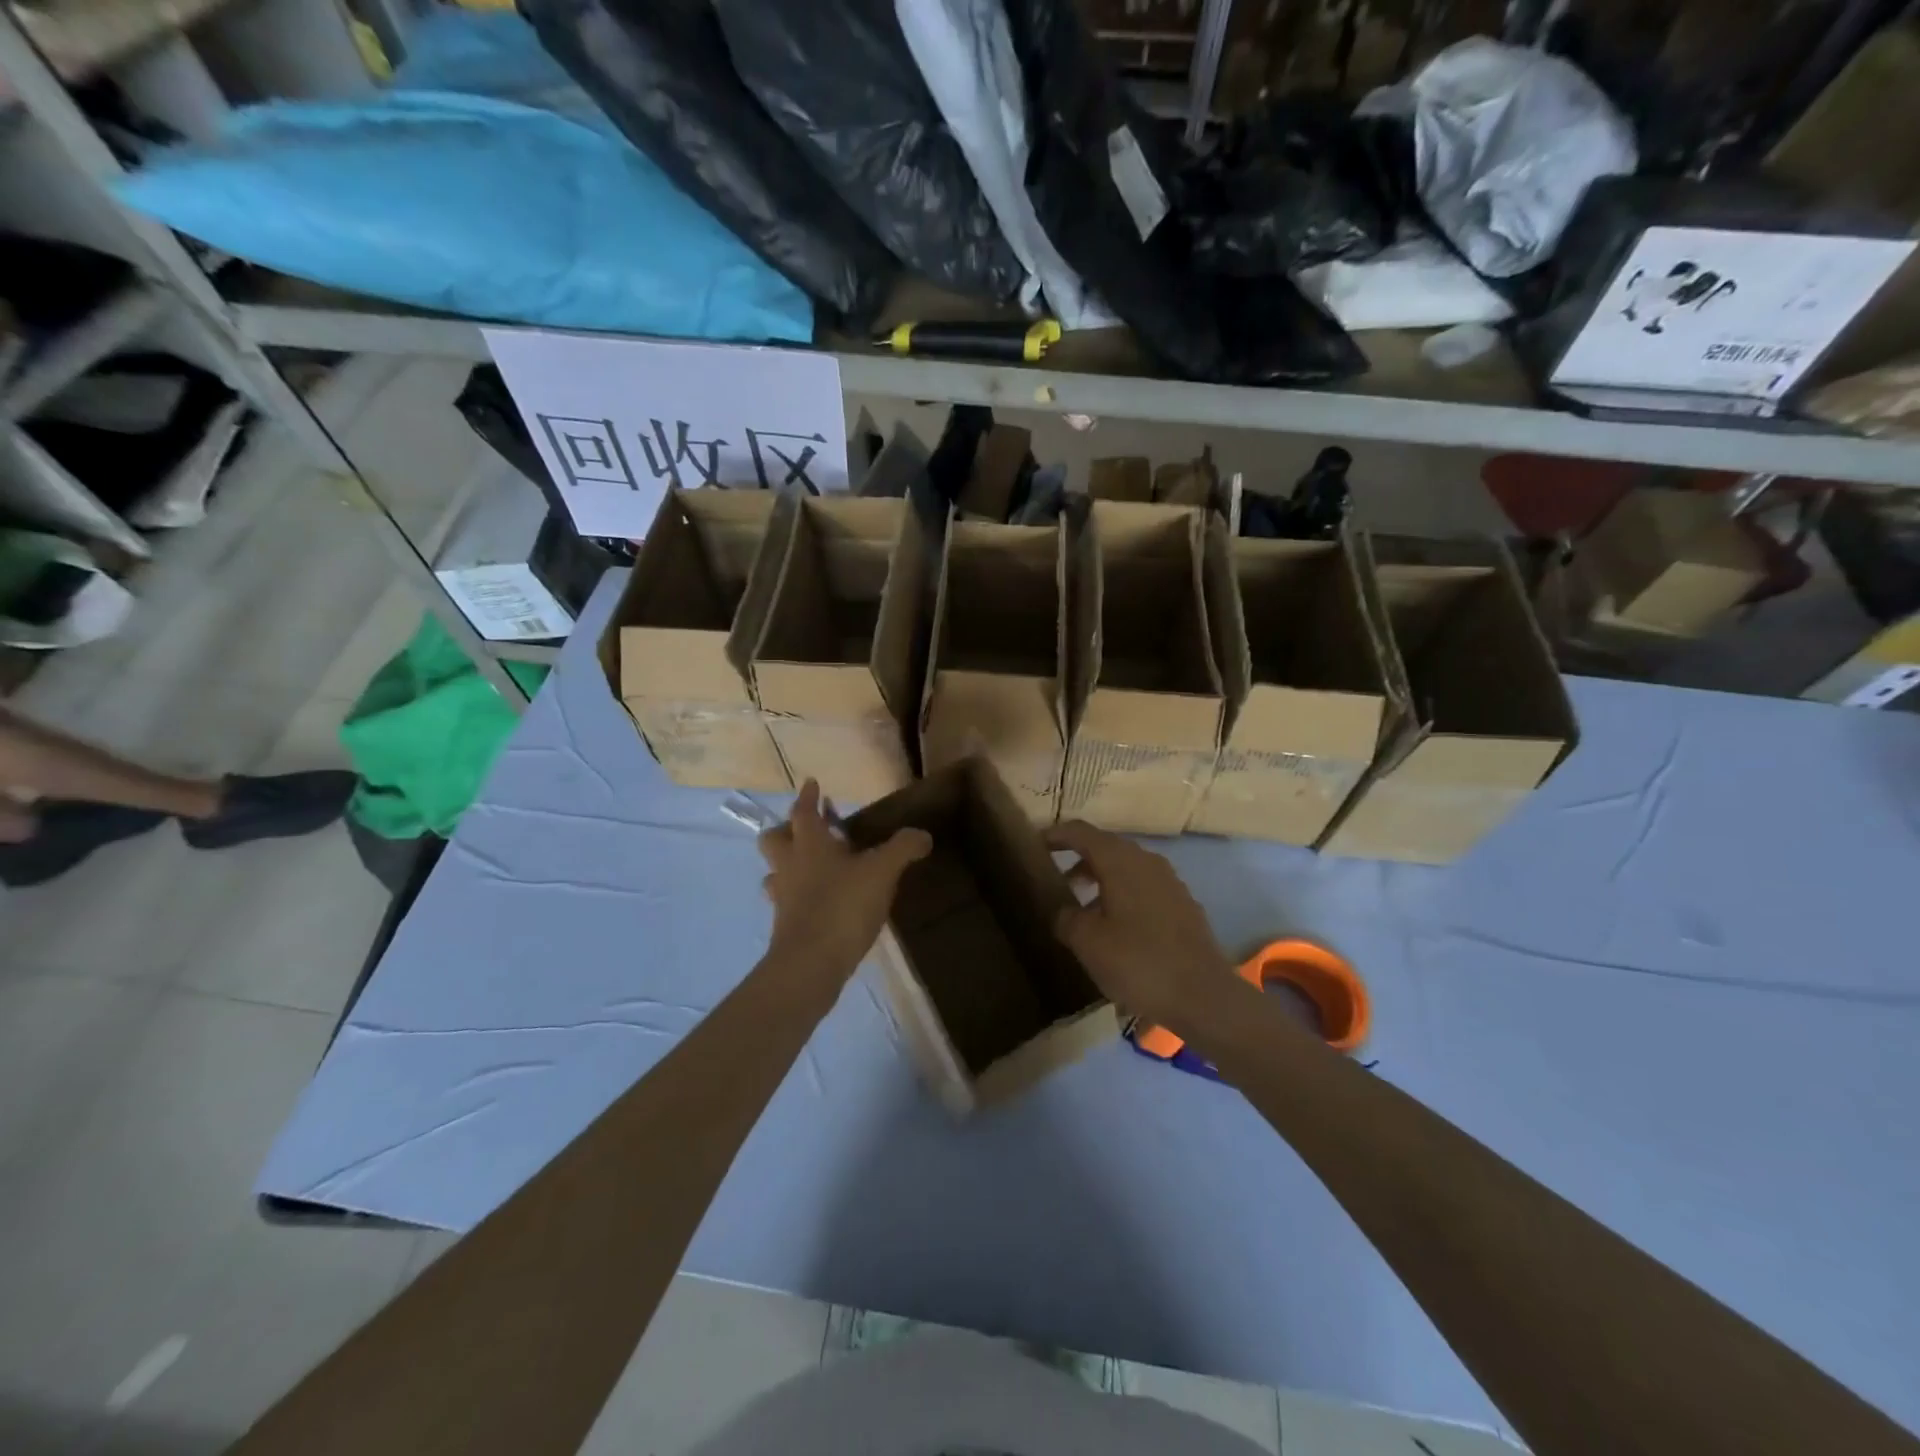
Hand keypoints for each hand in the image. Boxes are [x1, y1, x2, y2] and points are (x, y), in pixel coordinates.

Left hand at [758, 780, 931, 985]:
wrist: (811, 964)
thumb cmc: (843, 906)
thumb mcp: (882, 872)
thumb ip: (902, 849)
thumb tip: (923, 835)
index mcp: (809, 844)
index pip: (802, 812)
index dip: (807, 797)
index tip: (811, 784)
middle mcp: (789, 866)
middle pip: (774, 839)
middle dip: (787, 830)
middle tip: (809, 830)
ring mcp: (783, 897)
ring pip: (775, 872)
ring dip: (789, 865)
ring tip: (812, 868)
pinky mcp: (785, 926)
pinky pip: (787, 901)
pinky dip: (799, 896)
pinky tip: (819, 903)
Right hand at [1046, 820, 1242, 1033]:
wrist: (1204, 997)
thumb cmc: (1138, 962)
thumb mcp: (1088, 942)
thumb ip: (1066, 918)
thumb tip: (1063, 911)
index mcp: (1120, 861)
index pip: (1082, 832)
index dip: (1056, 835)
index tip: (1036, 845)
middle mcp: (1147, 861)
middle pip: (1106, 848)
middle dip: (1079, 859)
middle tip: (1056, 880)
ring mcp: (1170, 882)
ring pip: (1127, 869)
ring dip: (1101, 880)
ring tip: (1082, 908)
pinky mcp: (1183, 905)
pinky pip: (1144, 888)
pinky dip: (1123, 896)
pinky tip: (1116, 927)